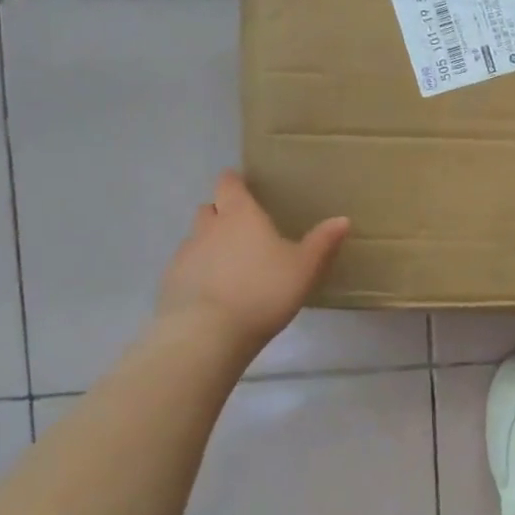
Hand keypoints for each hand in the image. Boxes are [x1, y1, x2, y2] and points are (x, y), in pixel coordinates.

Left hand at [155, 172, 350, 351]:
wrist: (208, 332)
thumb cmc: (263, 290)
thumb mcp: (304, 267)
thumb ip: (322, 242)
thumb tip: (343, 219)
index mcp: (241, 215)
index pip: (229, 184)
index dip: (235, 182)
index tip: (243, 186)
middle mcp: (209, 227)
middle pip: (210, 208)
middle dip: (222, 212)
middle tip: (243, 228)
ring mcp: (185, 254)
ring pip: (196, 238)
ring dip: (210, 244)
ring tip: (230, 264)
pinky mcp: (170, 282)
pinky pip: (186, 267)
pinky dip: (198, 271)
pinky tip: (214, 291)